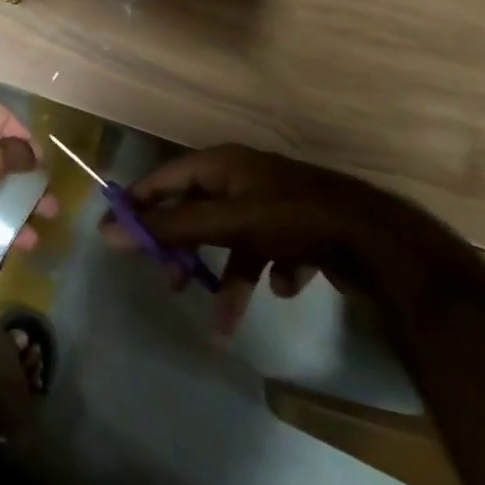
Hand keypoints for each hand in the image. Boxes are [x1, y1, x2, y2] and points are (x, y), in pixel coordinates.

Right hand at [100, 145, 433, 336]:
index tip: (118, 235)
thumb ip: (169, 227)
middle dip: (186, 250)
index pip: (165, 178)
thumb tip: (107, 230)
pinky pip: (271, 253)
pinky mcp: (301, 230)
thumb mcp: (225, 223)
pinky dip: (271, 272)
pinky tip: (286, 285)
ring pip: (235, 241)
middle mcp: (245, 178)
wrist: (377, 239)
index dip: (140, 204)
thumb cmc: (291, 218)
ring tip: (225, 320)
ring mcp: (275, 205)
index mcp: (223, 164)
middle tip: (173, 282)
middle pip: (198, 212)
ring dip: (228, 279)